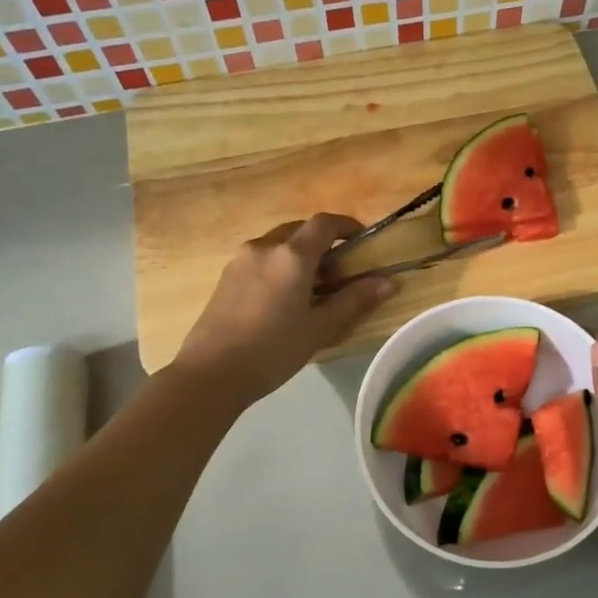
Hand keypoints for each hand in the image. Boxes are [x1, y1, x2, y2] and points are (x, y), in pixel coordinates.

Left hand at [172, 215, 394, 406]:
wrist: (210, 374)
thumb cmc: (272, 350)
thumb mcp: (320, 329)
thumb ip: (354, 301)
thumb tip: (387, 283)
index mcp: (291, 255)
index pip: (324, 223)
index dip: (347, 225)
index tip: (362, 240)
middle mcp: (264, 247)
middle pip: (299, 230)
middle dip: (322, 242)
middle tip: (338, 271)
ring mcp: (240, 260)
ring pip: (278, 243)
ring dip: (299, 254)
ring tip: (311, 287)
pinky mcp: (225, 277)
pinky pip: (260, 259)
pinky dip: (279, 265)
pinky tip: (282, 299)